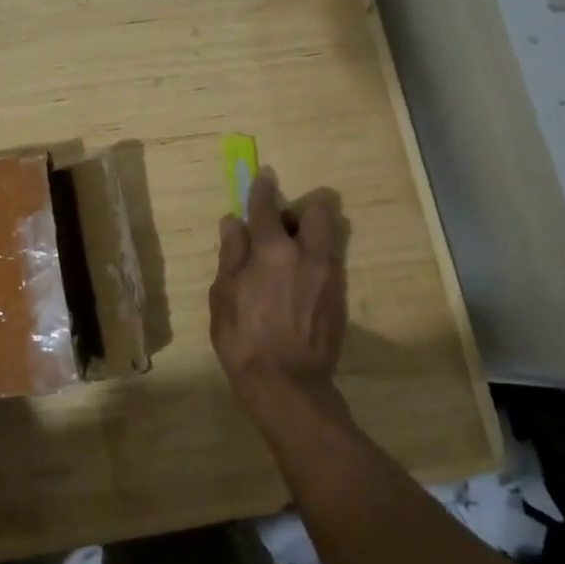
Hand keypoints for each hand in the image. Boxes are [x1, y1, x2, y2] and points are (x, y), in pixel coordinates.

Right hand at [209, 168, 348, 411]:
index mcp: (273, 250)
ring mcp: (330, 275)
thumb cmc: (244, 339)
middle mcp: (307, 254)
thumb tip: (234, 222)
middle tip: (283, 224)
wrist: (288, 386)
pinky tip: (299, 280)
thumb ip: (232, 254)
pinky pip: (332, 261)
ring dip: (313, 231)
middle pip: (319, 209)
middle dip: (303, 206)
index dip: (262, 188)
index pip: (267, 206)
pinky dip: (317, 258)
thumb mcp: (224, 295)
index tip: (262, 177)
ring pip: (331, 234)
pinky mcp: (340, 296)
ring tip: (292, 252)